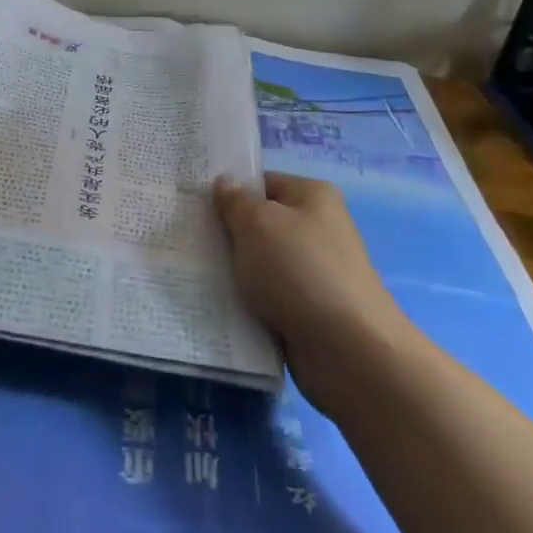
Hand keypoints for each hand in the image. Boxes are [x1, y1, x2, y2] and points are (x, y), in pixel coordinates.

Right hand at [214, 172, 411, 416]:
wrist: (347, 350)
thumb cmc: (299, 271)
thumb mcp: (257, 224)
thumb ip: (235, 201)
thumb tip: (225, 182)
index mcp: (313, 197)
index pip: (262, 182)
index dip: (228, 189)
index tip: (192, 201)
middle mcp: (318, 229)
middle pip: (260, 223)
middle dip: (226, 233)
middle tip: (185, 236)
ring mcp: (314, 271)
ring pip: (260, 262)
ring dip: (233, 270)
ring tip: (194, 270)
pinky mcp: (308, 309)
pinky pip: (267, 296)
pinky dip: (246, 300)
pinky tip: (216, 303)